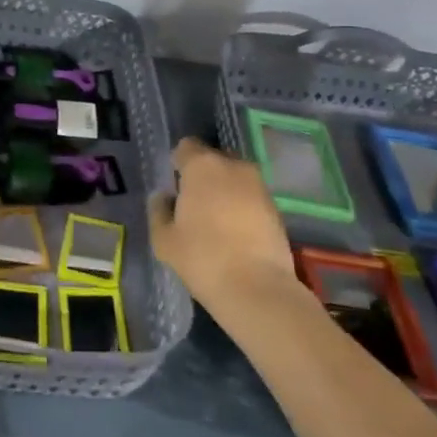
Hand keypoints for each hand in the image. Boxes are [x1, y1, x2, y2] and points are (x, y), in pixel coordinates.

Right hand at [149, 138, 297, 313]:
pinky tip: (235, 234)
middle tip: (194, 204)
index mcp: (202, 166)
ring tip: (216, 221)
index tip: (175, 187)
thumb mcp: (163, 239)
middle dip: (204, 175)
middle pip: (213, 159)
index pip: (186, 147)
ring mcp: (259, 186)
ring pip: (235, 178)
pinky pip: (251, 197)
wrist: (256, 289)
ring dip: (225, 191)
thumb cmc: (202, 257)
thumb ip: (159, 211)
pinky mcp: (276, 208)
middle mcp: (233, 166)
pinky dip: (242, 207)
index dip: (178, 164)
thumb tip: (164, 198)